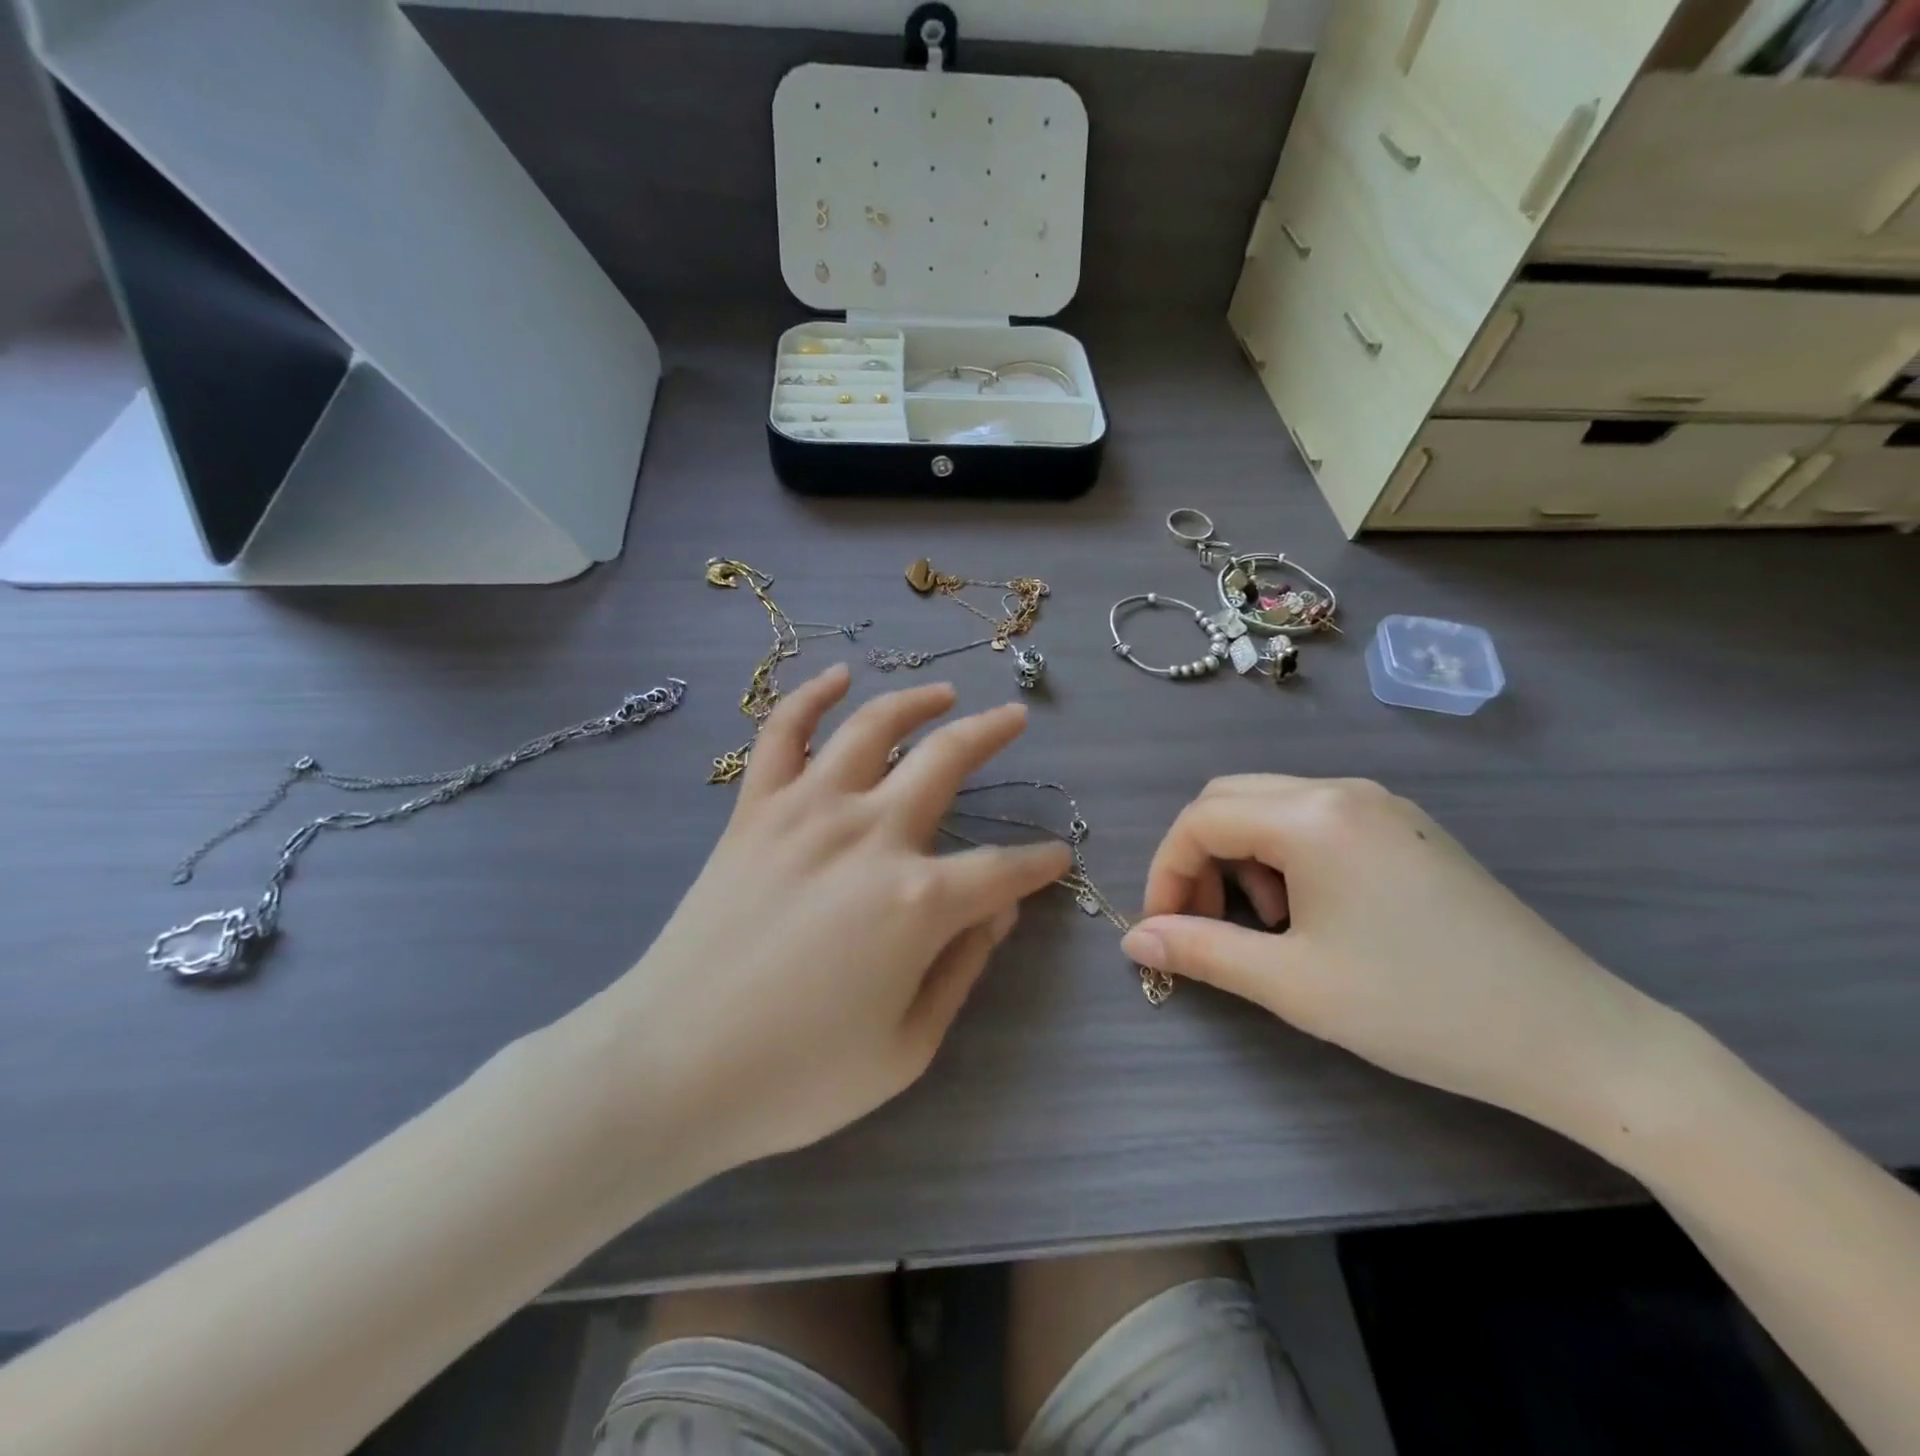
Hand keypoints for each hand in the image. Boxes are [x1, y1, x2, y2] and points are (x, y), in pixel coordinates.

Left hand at [594, 664, 1069, 1181]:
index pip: (1002, 868)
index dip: (1039, 863)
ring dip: (916, 702)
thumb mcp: (907, 1048)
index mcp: (917, 901)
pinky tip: (837, 677)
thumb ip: (963, 969)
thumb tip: (1000, 912)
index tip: (1057, 857)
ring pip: (872, 728)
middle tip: (1015, 718)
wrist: (670, 1068)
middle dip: (992, 733)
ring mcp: (806, 812)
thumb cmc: (796, 1077)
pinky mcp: (754, 811)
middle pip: (946, 761)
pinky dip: (810, 697)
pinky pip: (781, 734)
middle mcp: (869, 836)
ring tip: (945, 693)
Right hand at [1121, 776, 1682, 1142]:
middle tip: (1206, 925)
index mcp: (1312, 816)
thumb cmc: (1420, 1007)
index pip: (1199, 821)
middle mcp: (1341, 790)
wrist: (1574, 1036)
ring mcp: (1379, 804)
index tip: (1163, 931)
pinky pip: (1314, 820)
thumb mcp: (1294, 983)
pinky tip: (1312, 912)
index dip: (1166, 873)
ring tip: (1267, 925)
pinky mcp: (1404, 828)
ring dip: (1241, 857)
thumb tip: (1135, 941)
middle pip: (1229, 800)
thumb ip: (1201, 951)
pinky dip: (1284, 856)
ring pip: (1270, 807)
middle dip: (1198, 859)